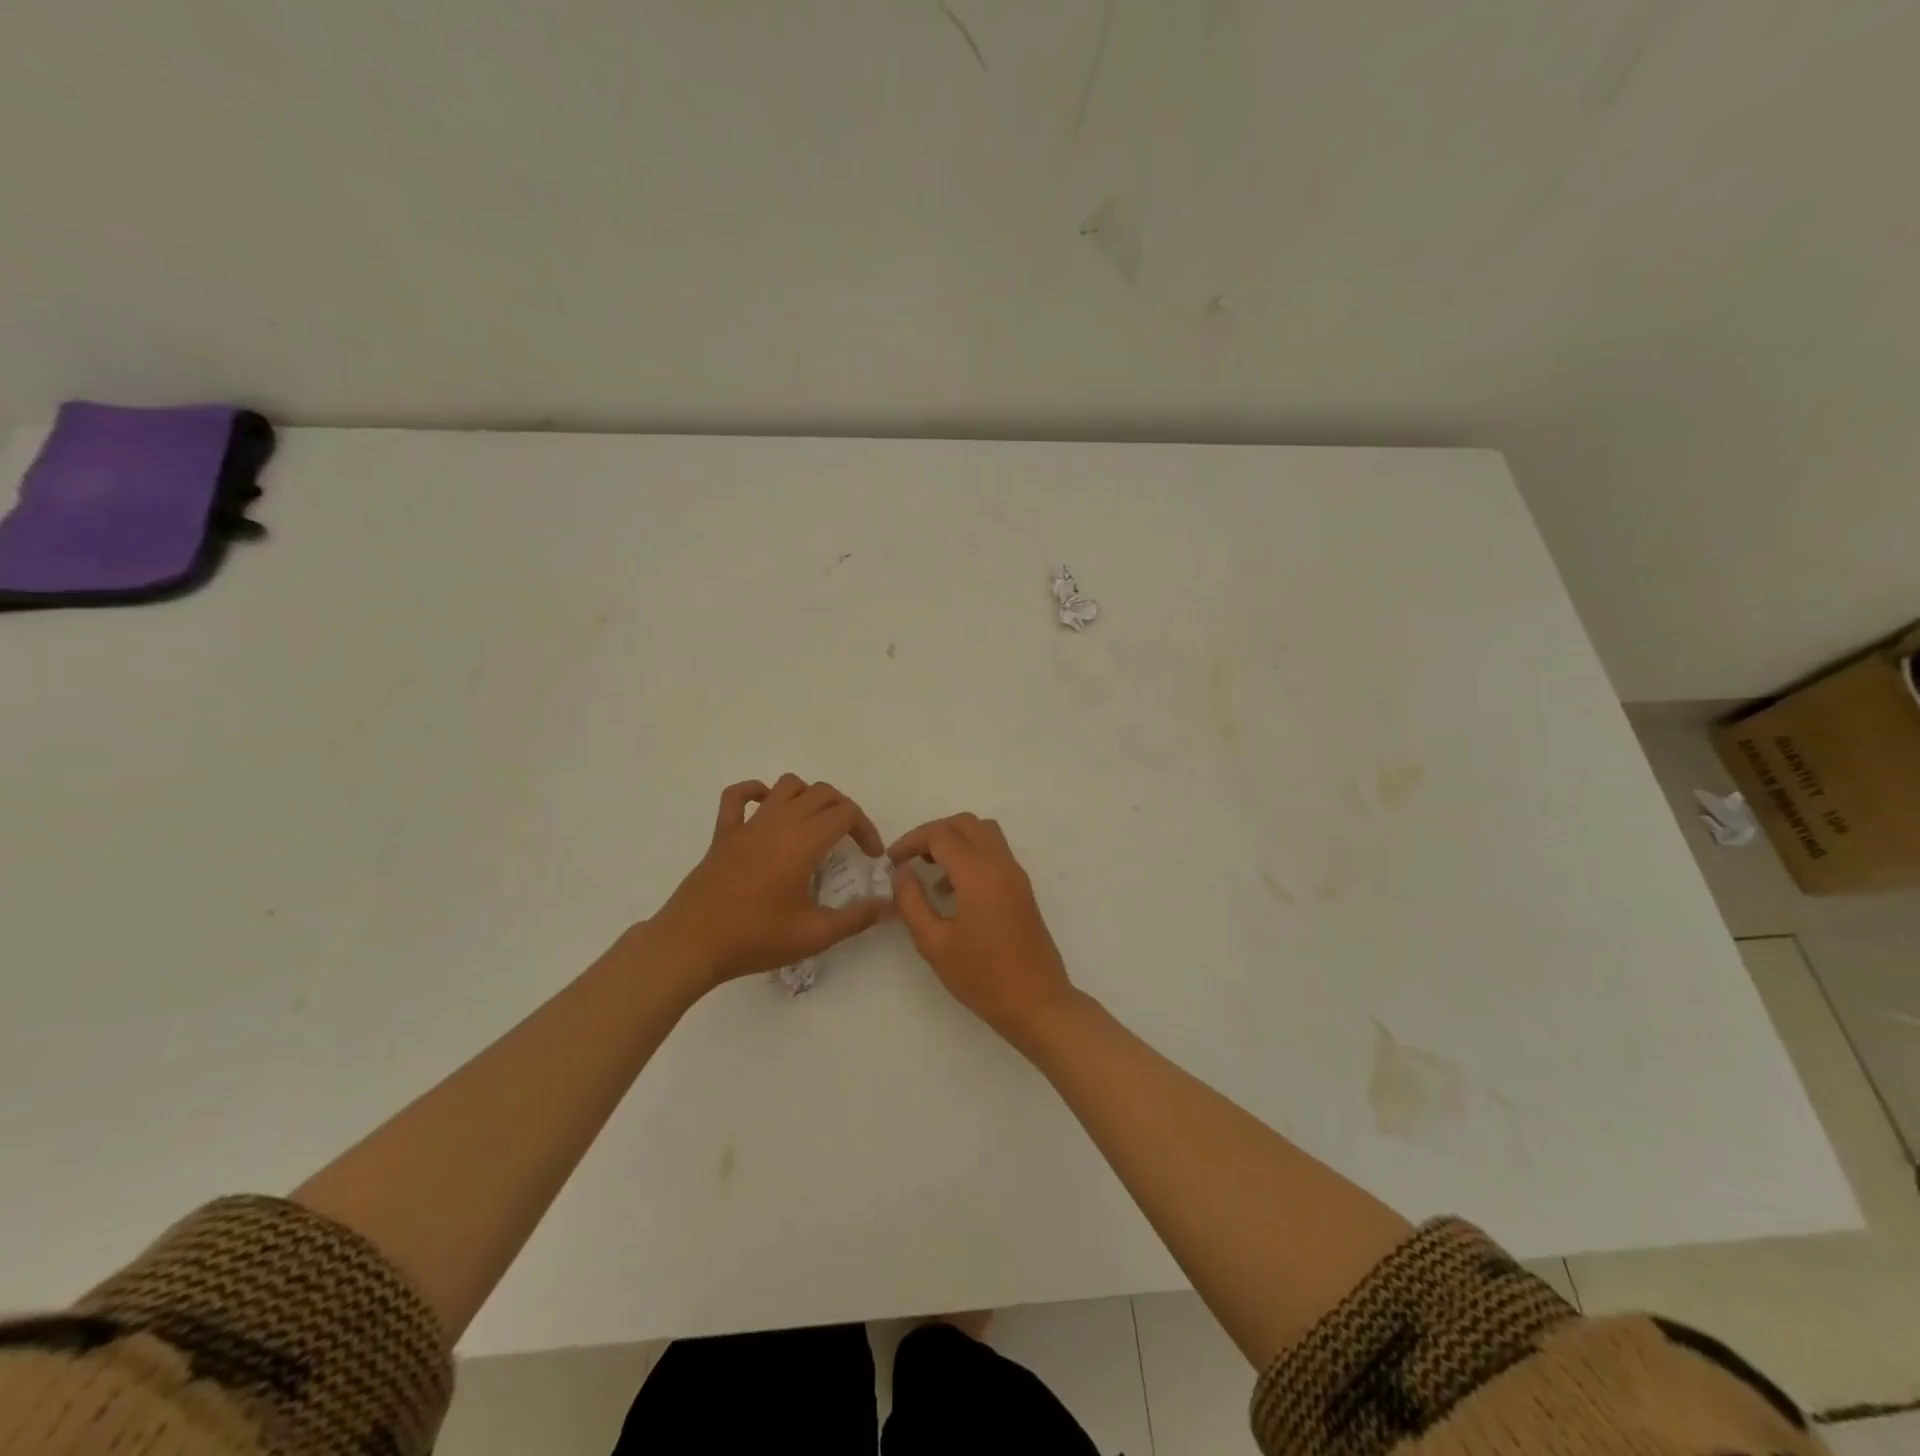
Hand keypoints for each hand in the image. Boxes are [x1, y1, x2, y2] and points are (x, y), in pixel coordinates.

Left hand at [650, 776, 892, 987]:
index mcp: (803, 842)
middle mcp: (778, 822)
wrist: (690, 945)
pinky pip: (738, 796)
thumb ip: (857, 918)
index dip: (866, 829)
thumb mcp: (814, 935)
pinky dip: (756, 792)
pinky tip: (766, 809)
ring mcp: (748, 824)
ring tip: (815, 826)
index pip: (846, 812)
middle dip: (844, 811)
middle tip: (850, 842)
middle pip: (822, 793)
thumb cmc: (755, 939)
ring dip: (808, 797)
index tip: (871, 857)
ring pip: (787, 786)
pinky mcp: (723, 834)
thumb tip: (891, 907)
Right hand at [889, 813, 1076, 1042]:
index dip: (912, 841)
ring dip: (955, 841)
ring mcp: (1016, 875)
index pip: (941, 835)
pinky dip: (971, 855)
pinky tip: (953, 891)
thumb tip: (903, 872)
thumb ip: (912, 902)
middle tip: (910, 858)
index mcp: (978, 873)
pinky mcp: (1022, 888)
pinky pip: (995, 853)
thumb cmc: (982, 976)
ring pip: (984, 833)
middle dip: (934, 833)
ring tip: (930, 871)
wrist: (1037, 1002)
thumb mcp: (934, 943)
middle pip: (965, 824)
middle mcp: (1000, 864)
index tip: (892, 861)